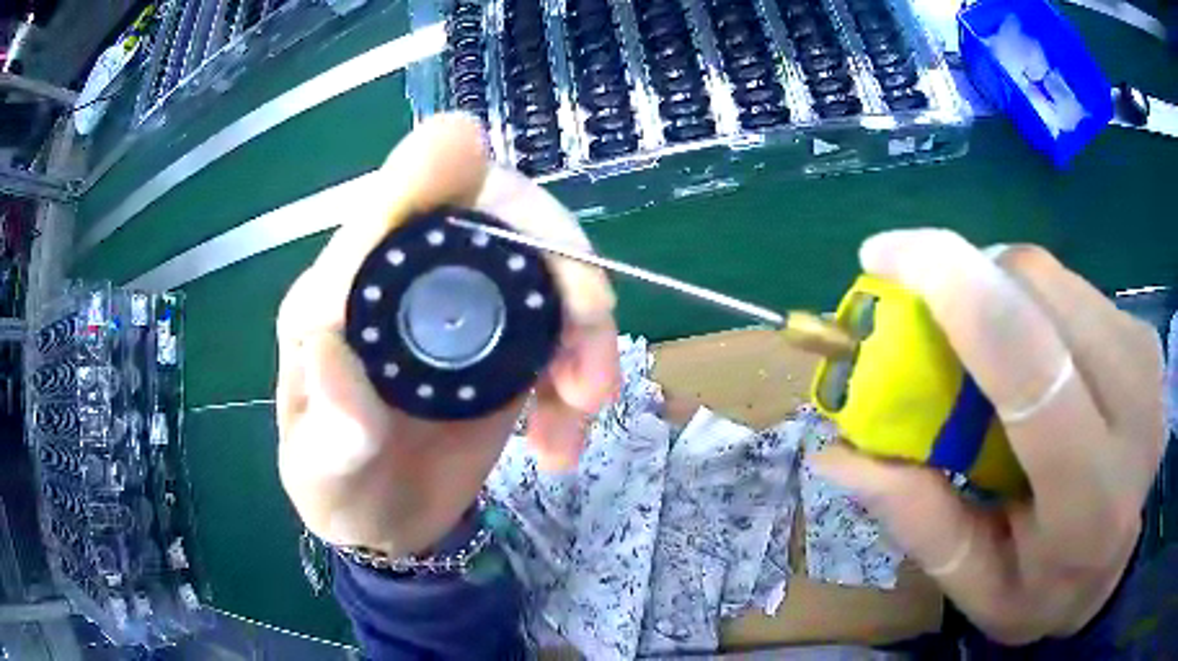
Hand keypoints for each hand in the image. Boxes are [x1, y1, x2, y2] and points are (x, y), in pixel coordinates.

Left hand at [275, 114, 619, 556]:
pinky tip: (561, 442)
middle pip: (495, 216)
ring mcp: (463, 311)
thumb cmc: (338, 490)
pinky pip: (562, 333)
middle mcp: (406, 283)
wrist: (384, 521)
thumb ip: (328, 422)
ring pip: (544, 271)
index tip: (470, 149)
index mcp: (345, 293)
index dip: (433, 170)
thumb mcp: (319, 470)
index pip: (390, 206)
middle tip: (592, 323)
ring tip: (584, 407)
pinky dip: (581, 377)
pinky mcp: (503, 347)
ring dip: (584, 328)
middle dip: (554, 258)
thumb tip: (330, 343)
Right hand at [811, 229, 1166, 643]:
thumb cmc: (1045, 591)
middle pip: (1038, 291)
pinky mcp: (1144, 334)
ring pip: (1053, 277)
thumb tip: (839, 453)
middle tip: (926, 320)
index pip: (1029, 363)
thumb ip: (919, 521)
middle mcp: (1134, 410)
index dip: (954, 287)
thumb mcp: (975, 587)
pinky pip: (1071, 286)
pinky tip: (1030, 351)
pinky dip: (1031, 301)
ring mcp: (1145, 361)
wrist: (1114, 565)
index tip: (883, 256)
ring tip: (982, 349)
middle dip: (968, 281)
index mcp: (1089, 498)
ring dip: (999, 291)